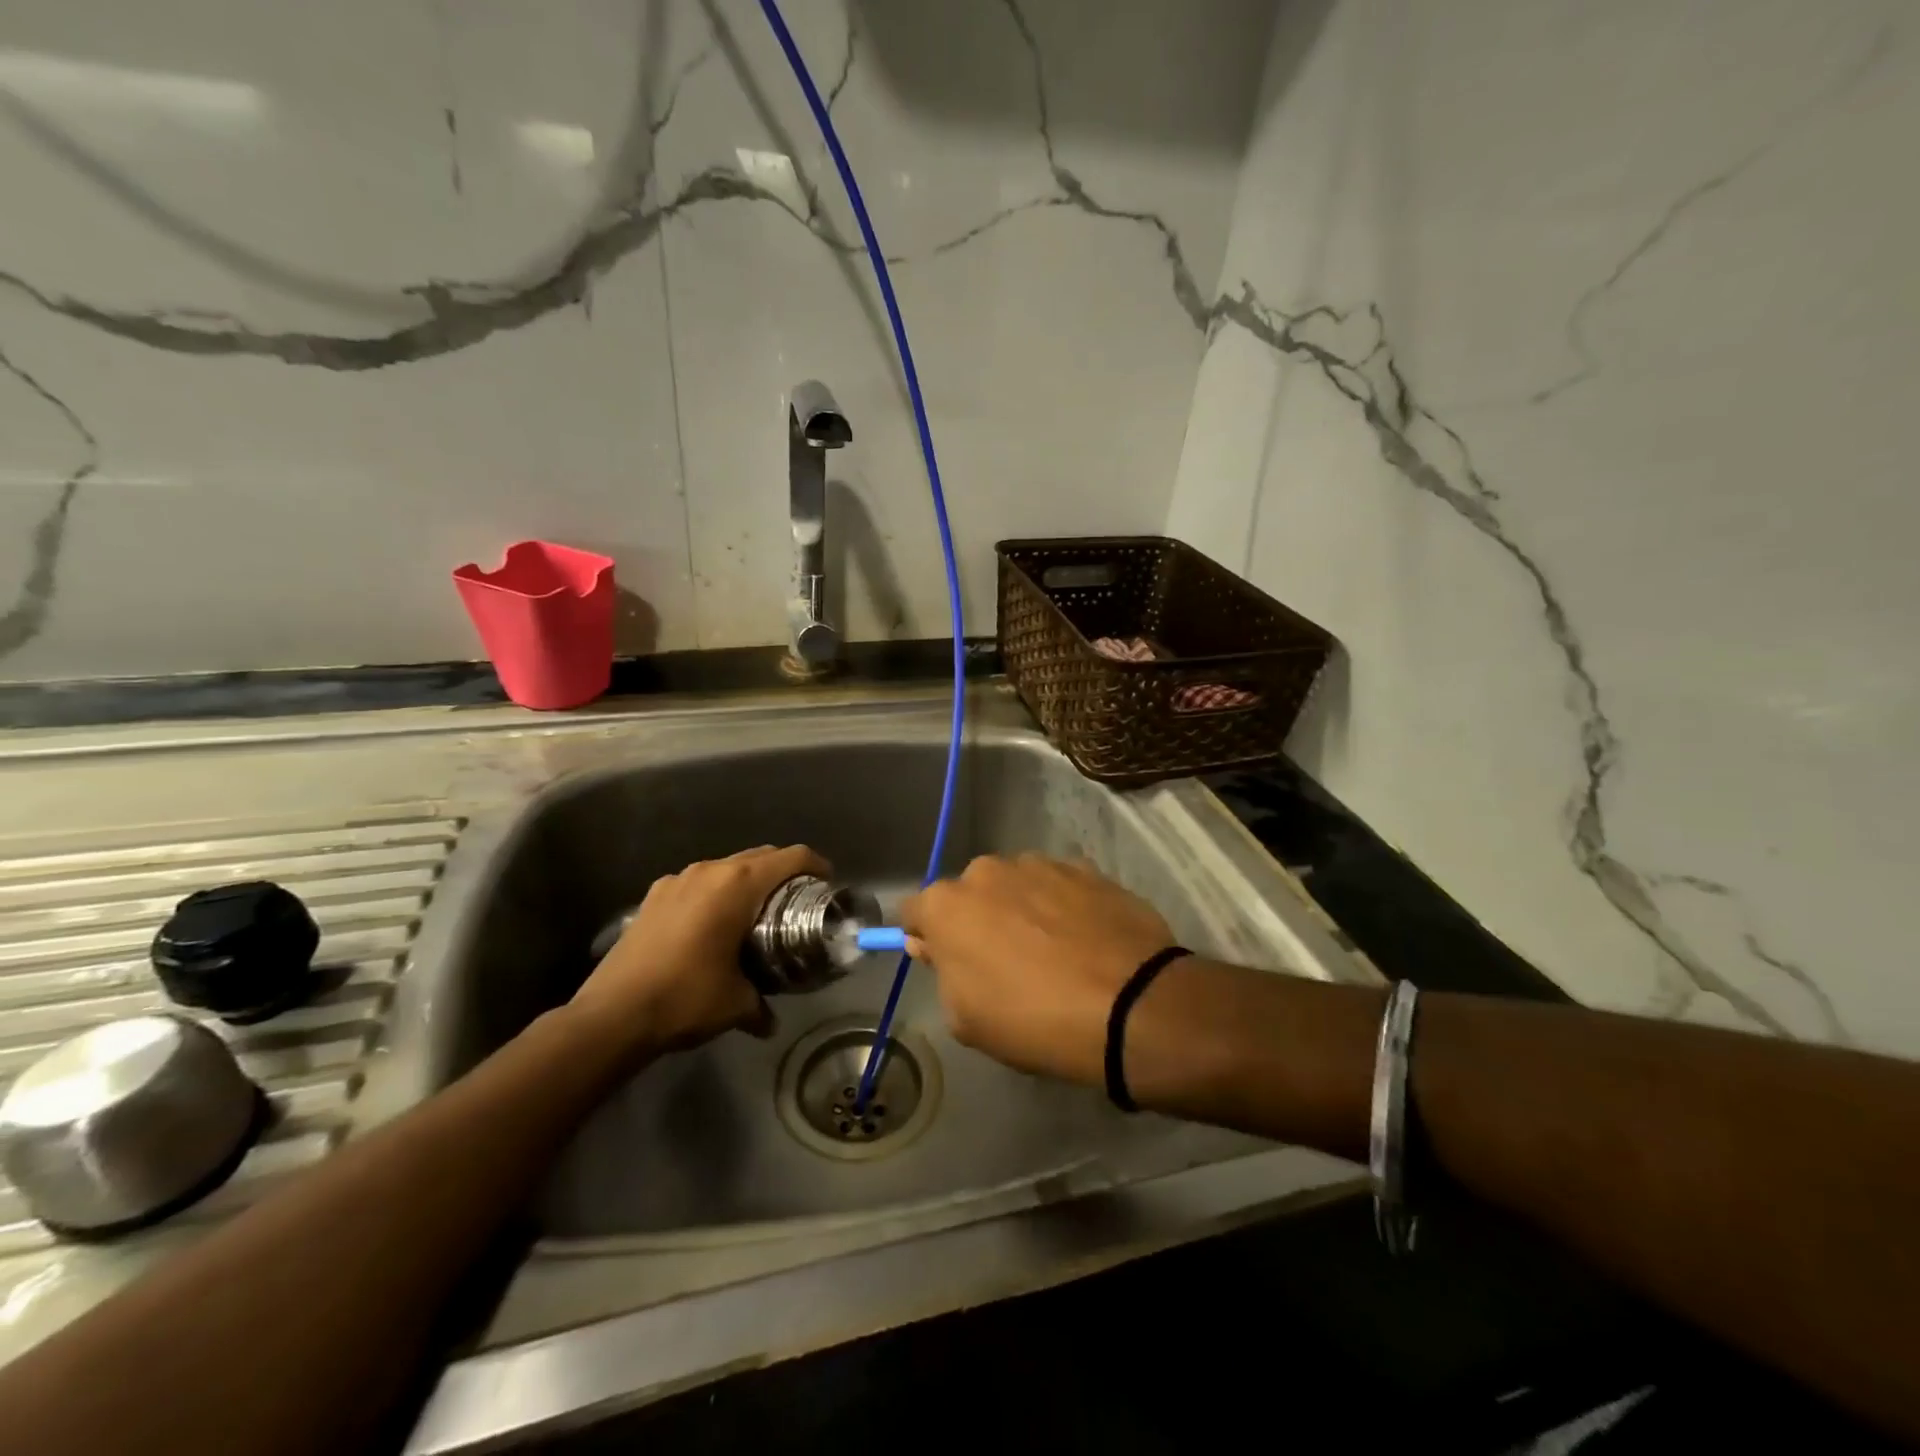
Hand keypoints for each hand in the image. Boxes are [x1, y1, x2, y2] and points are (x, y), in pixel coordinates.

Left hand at [571, 844, 829, 1057]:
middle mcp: (709, 871)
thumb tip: (770, 1022)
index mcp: (738, 884)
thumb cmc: (686, 998)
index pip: (791, 857)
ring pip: (726, 867)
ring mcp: (677, 880)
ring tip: (753, 914)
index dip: (816, 865)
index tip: (827, 882)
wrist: (611, 1014)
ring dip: (746, 882)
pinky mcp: (653, 896)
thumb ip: (761, 1006)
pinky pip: (698, 883)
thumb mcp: (736, 1004)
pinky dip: (714, 894)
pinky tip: (710, 927)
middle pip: (760, 856)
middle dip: (783, 873)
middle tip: (796, 901)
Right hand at [899, 855, 1177, 1086]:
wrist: (1130, 1004)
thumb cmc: (1033, 1019)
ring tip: (1053, 951)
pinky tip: (1084, 940)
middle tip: (1004, 961)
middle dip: (977, 919)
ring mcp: (1039, 863)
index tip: (943, 961)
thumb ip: (941, 971)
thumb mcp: (966, 1018)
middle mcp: (988, 870)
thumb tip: (930, 942)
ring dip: (1021, 908)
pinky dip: (1062, 905)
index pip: (914, 911)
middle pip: (969, 893)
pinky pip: (1058, 885)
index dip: (925, 936)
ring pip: (1015, 885)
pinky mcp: (1085, 867)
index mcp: (947, 904)